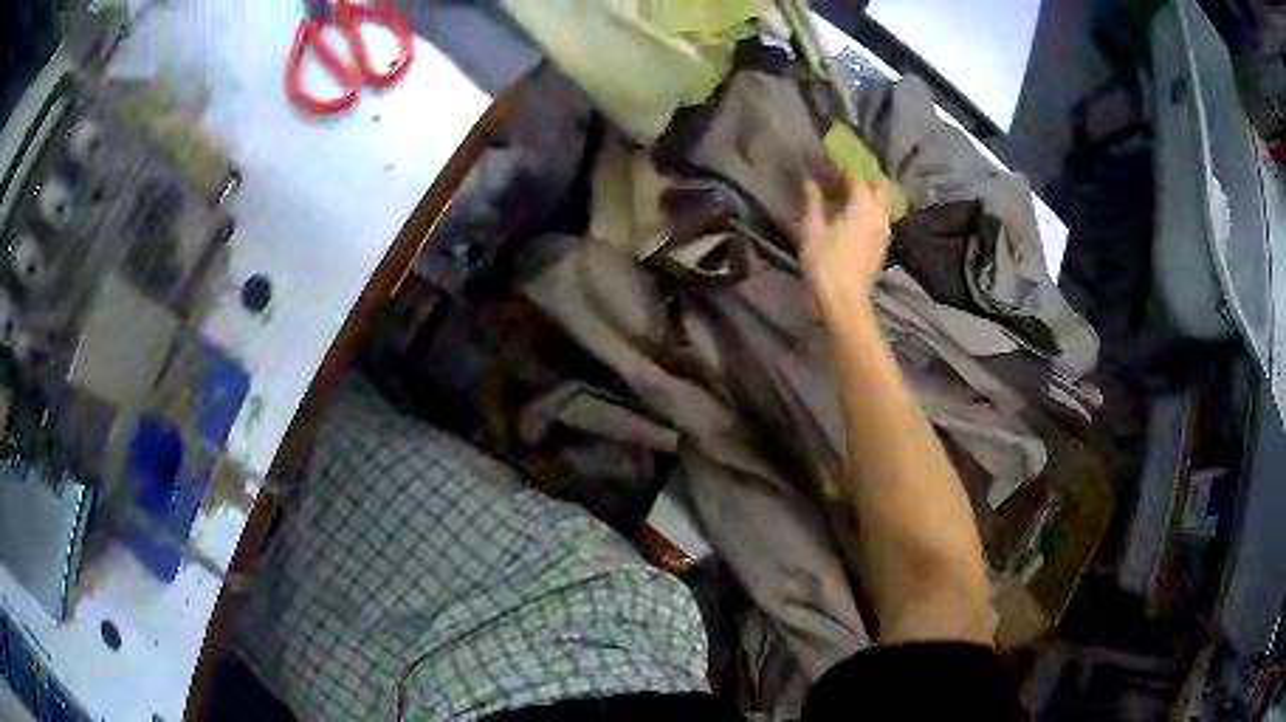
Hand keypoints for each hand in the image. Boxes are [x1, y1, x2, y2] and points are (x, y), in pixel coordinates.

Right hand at [800, 171, 890, 318]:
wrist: (843, 299)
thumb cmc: (825, 262)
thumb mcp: (812, 229)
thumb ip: (813, 201)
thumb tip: (809, 181)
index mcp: (863, 206)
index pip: (855, 177)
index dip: (839, 169)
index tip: (824, 165)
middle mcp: (879, 215)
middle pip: (877, 188)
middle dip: (861, 180)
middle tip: (840, 180)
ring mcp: (883, 233)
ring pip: (880, 205)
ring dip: (865, 198)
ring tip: (844, 200)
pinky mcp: (881, 247)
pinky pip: (878, 221)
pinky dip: (867, 214)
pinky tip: (851, 220)